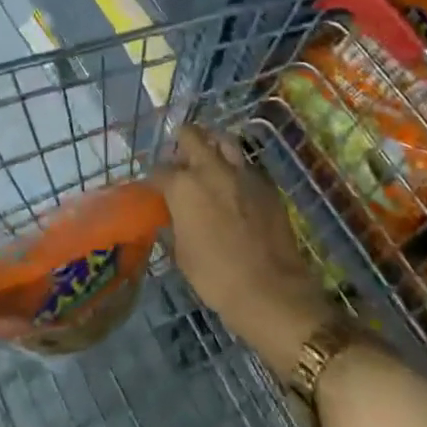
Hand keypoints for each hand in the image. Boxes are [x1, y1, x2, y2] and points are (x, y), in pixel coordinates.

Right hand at [158, 126, 342, 374]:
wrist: (270, 290)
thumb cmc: (216, 277)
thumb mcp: (181, 253)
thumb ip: (174, 224)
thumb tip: (172, 215)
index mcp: (183, 186)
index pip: (160, 170)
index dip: (156, 179)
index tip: (156, 188)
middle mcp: (210, 168)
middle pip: (190, 135)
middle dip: (181, 142)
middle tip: (181, 159)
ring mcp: (241, 172)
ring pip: (223, 140)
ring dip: (212, 145)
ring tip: (209, 158)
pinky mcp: (266, 183)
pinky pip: (246, 165)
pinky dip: (236, 168)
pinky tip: (236, 185)